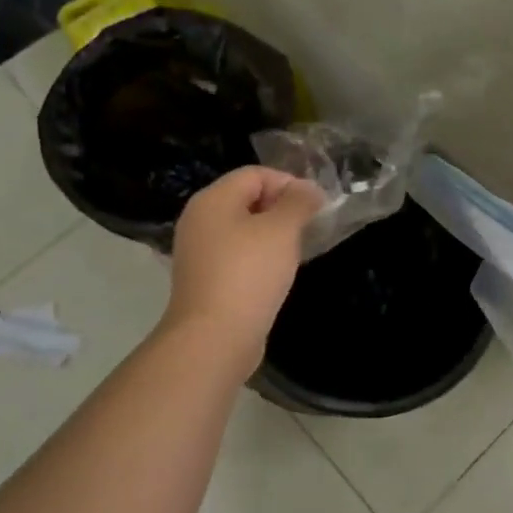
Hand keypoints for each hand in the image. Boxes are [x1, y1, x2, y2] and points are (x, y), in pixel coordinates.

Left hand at [162, 166, 325, 369]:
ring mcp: (198, 252)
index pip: (255, 174)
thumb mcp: (282, 230)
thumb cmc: (249, 274)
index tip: (315, 207)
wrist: (214, 338)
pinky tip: (276, 276)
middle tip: (308, 229)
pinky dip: (258, 259)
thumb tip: (308, 189)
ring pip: (243, 230)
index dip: (288, 183)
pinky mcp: (204, 280)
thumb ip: (298, 202)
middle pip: (247, 199)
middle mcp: (199, 219)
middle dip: (282, 209)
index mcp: (213, 199)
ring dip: (272, 236)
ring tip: (296, 253)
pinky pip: (236, 256)